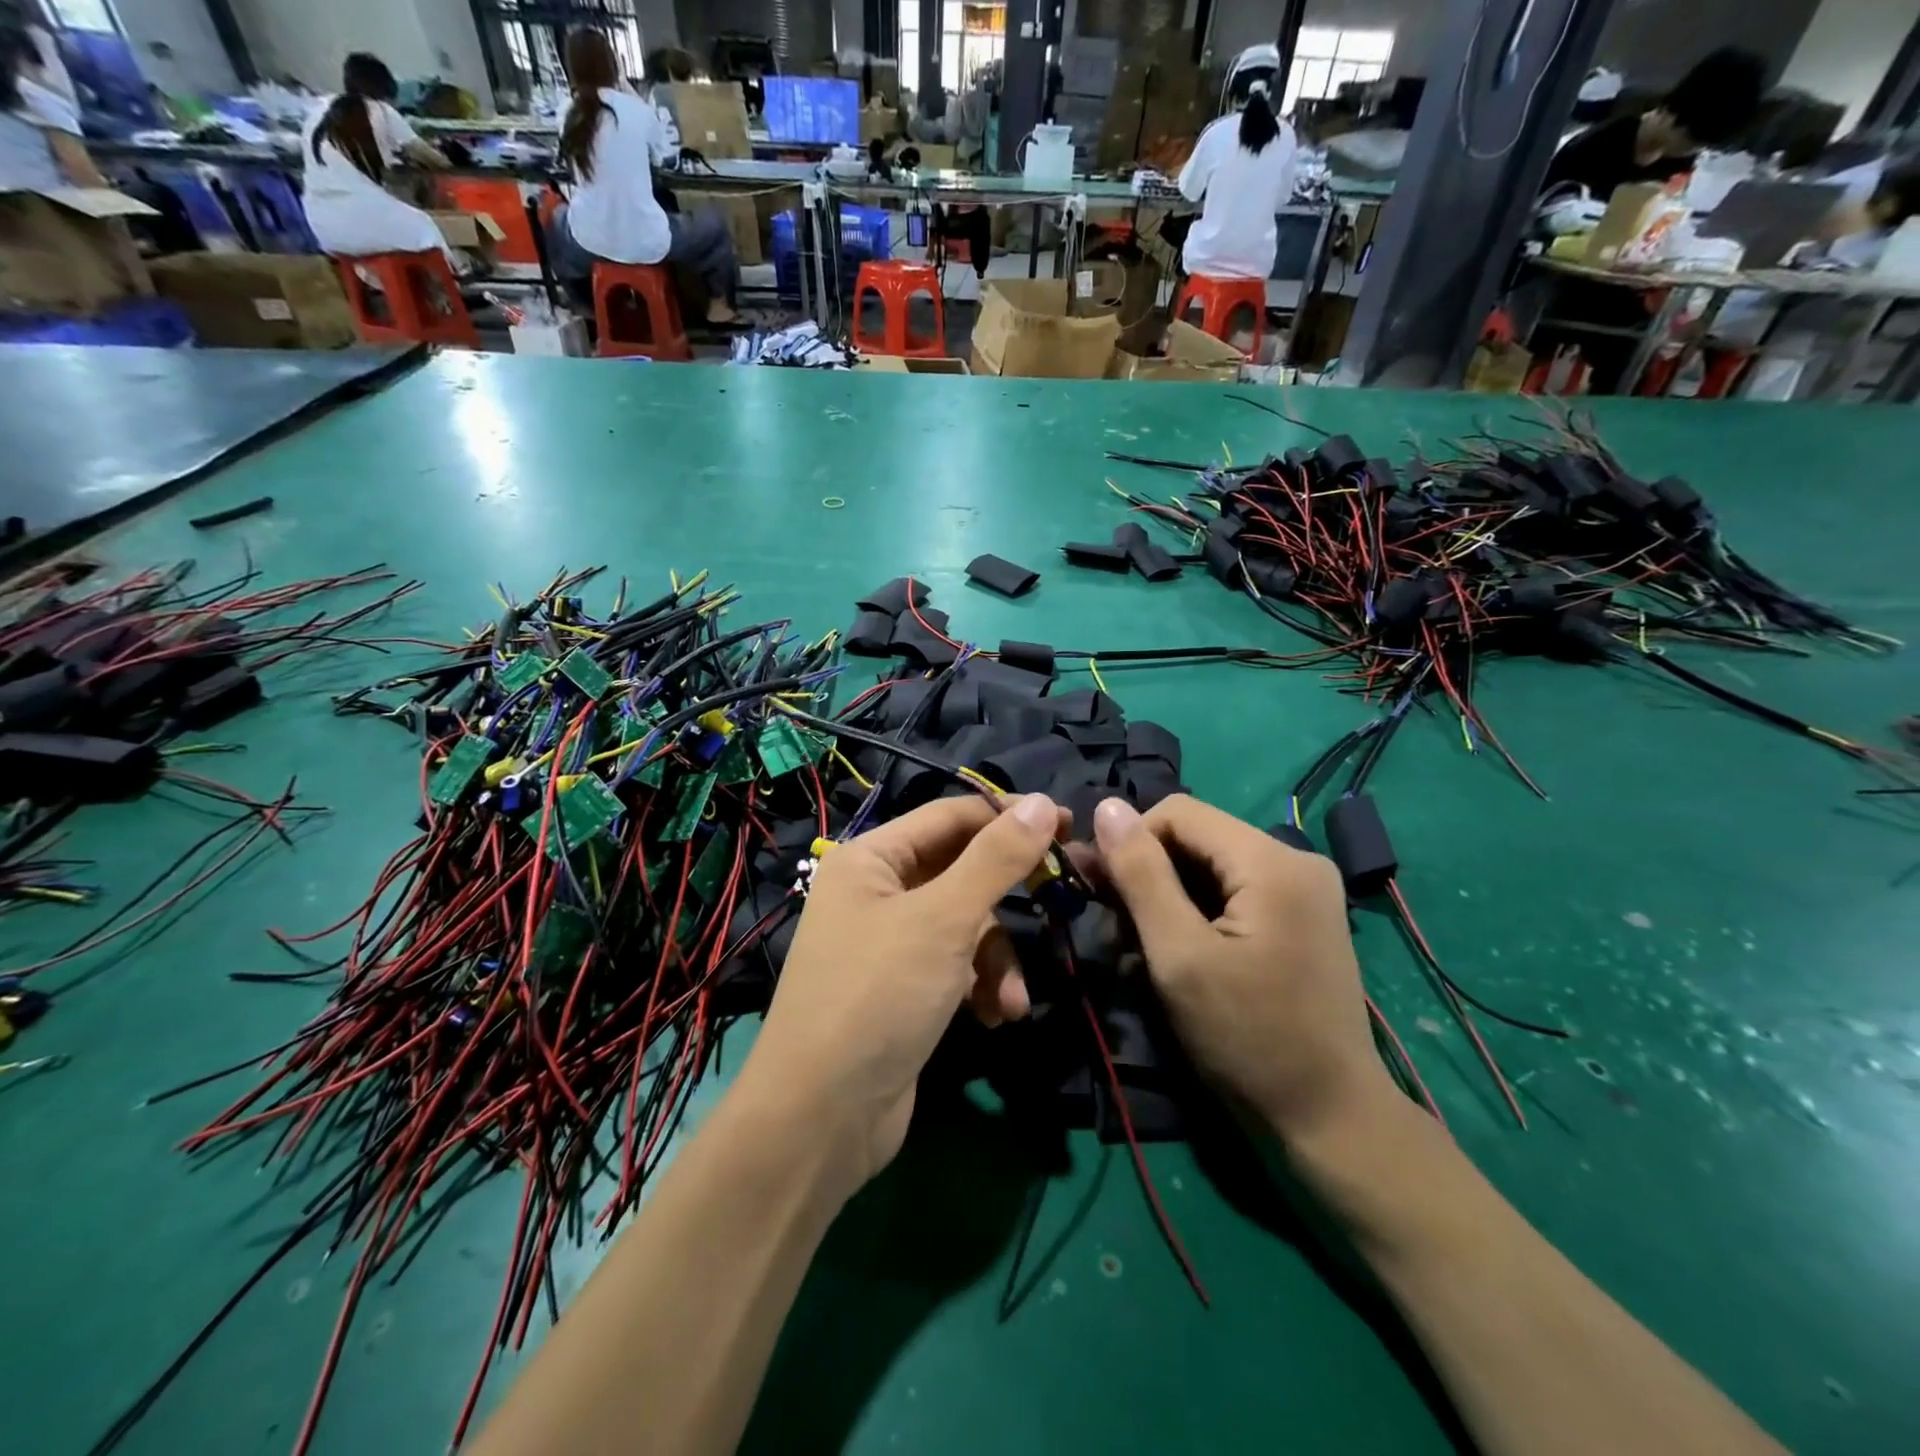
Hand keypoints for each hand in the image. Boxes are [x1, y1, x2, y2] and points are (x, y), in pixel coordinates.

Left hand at [744, 793, 1064, 1187]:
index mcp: (871, 859)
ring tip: (1012, 998)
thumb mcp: (943, 920)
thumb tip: (1041, 803)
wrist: (822, 1118)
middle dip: (1008, 896)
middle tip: (1067, 891)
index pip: (951, 816)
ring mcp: (890, 943)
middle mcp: (877, 892)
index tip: (1069, 825)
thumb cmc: (878, 996)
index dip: (1009, 816)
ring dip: (998, 958)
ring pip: (966, 925)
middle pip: (961, 871)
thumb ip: (996, 859)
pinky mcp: (905, 989)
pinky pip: (957, 966)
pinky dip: (981, 987)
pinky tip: (995, 1018)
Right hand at [1091, 795, 1396, 1146]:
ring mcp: (1303, 889)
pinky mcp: (1300, 916)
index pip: (1178, 812)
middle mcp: (1295, 859)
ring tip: (1138, 949)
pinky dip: (1194, 913)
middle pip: (1195, 838)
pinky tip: (1174, 952)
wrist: (1330, 1120)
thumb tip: (1107, 806)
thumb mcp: (1179, 956)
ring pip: (1209, 866)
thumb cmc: (1247, 1039)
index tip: (1099, 892)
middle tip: (1113, 928)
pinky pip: (1231, 891)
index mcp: (1272, 861)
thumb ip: (1141, 875)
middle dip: (1146, 875)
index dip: (1130, 842)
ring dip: (1165, 898)